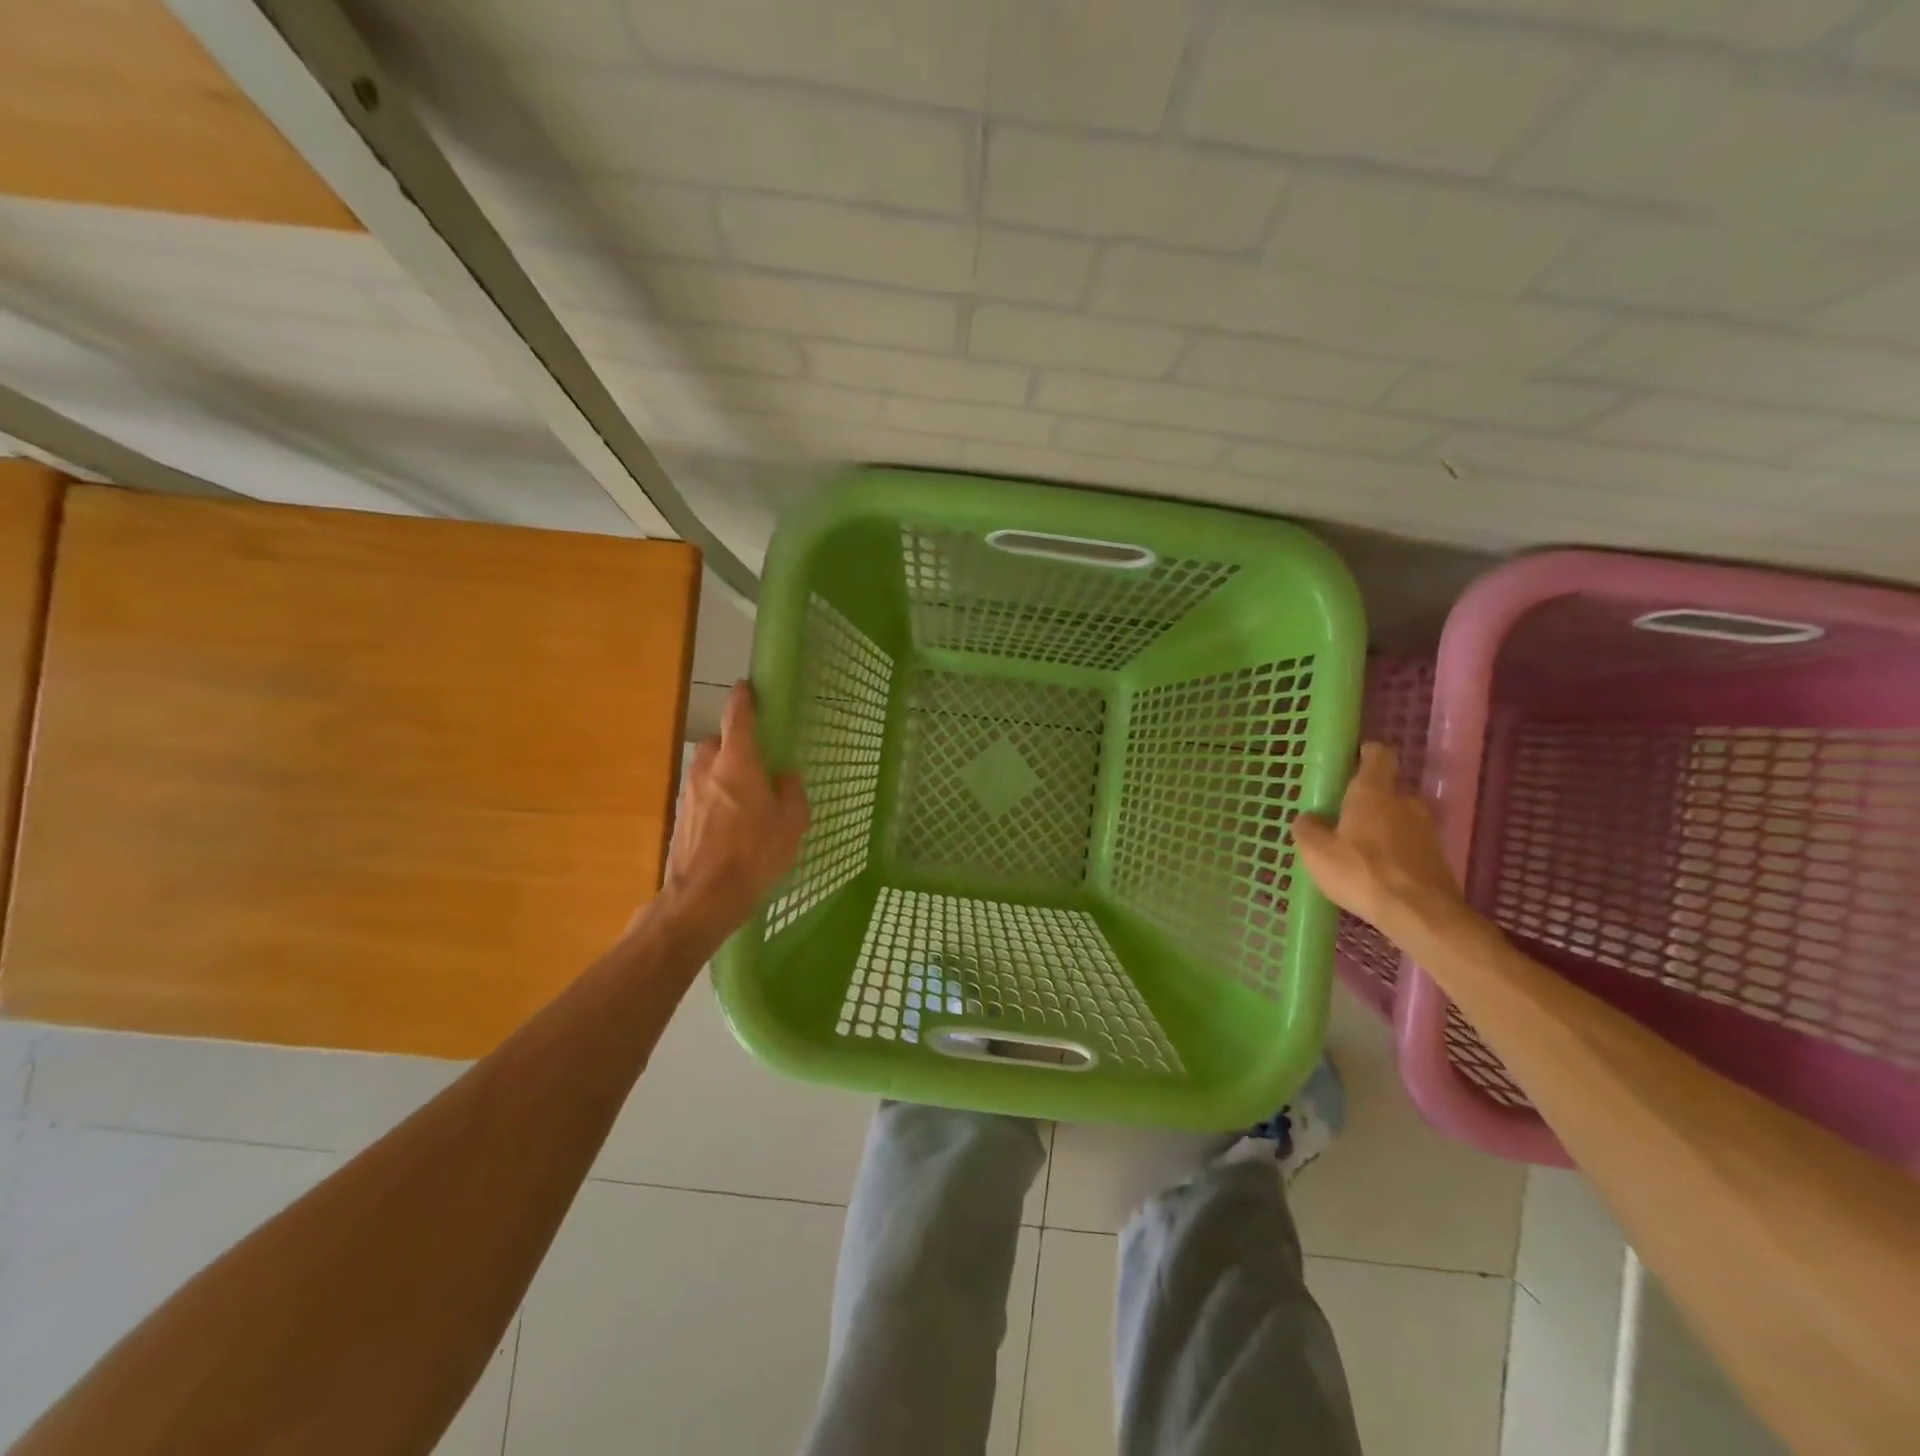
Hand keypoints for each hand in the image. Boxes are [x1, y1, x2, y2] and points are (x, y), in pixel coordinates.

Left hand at [658, 682, 808, 938]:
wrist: (704, 895)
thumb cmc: (755, 852)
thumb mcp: (792, 821)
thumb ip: (791, 791)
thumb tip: (783, 776)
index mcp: (738, 761)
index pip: (738, 717)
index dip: (743, 699)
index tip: (746, 687)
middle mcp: (708, 769)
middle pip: (718, 743)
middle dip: (733, 746)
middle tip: (755, 764)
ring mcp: (688, 793)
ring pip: (706, 771)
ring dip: (722, 775)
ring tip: (744, 800)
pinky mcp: (680, 817)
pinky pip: (700, 796)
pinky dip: (713, 800)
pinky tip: (729, 826)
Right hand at [1291, 743, 1467, 937]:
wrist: (1421, 914)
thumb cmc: (1362, 872)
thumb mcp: (1316, 852)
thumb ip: (1307, 829)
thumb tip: (1308, 818)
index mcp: (1373, 791)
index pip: (1377, 754)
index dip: (1364, 753)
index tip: (1349, 761)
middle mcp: (1404, 801)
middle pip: (1387, 789)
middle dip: (1367, 799)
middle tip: (1343, 817)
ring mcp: (1426, 829)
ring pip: (1398, 818)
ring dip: (1381, 827)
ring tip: (1358, 849)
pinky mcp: (1437, 856)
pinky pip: (1409, 843)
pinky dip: (1395, 850)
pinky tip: (1377, 872)